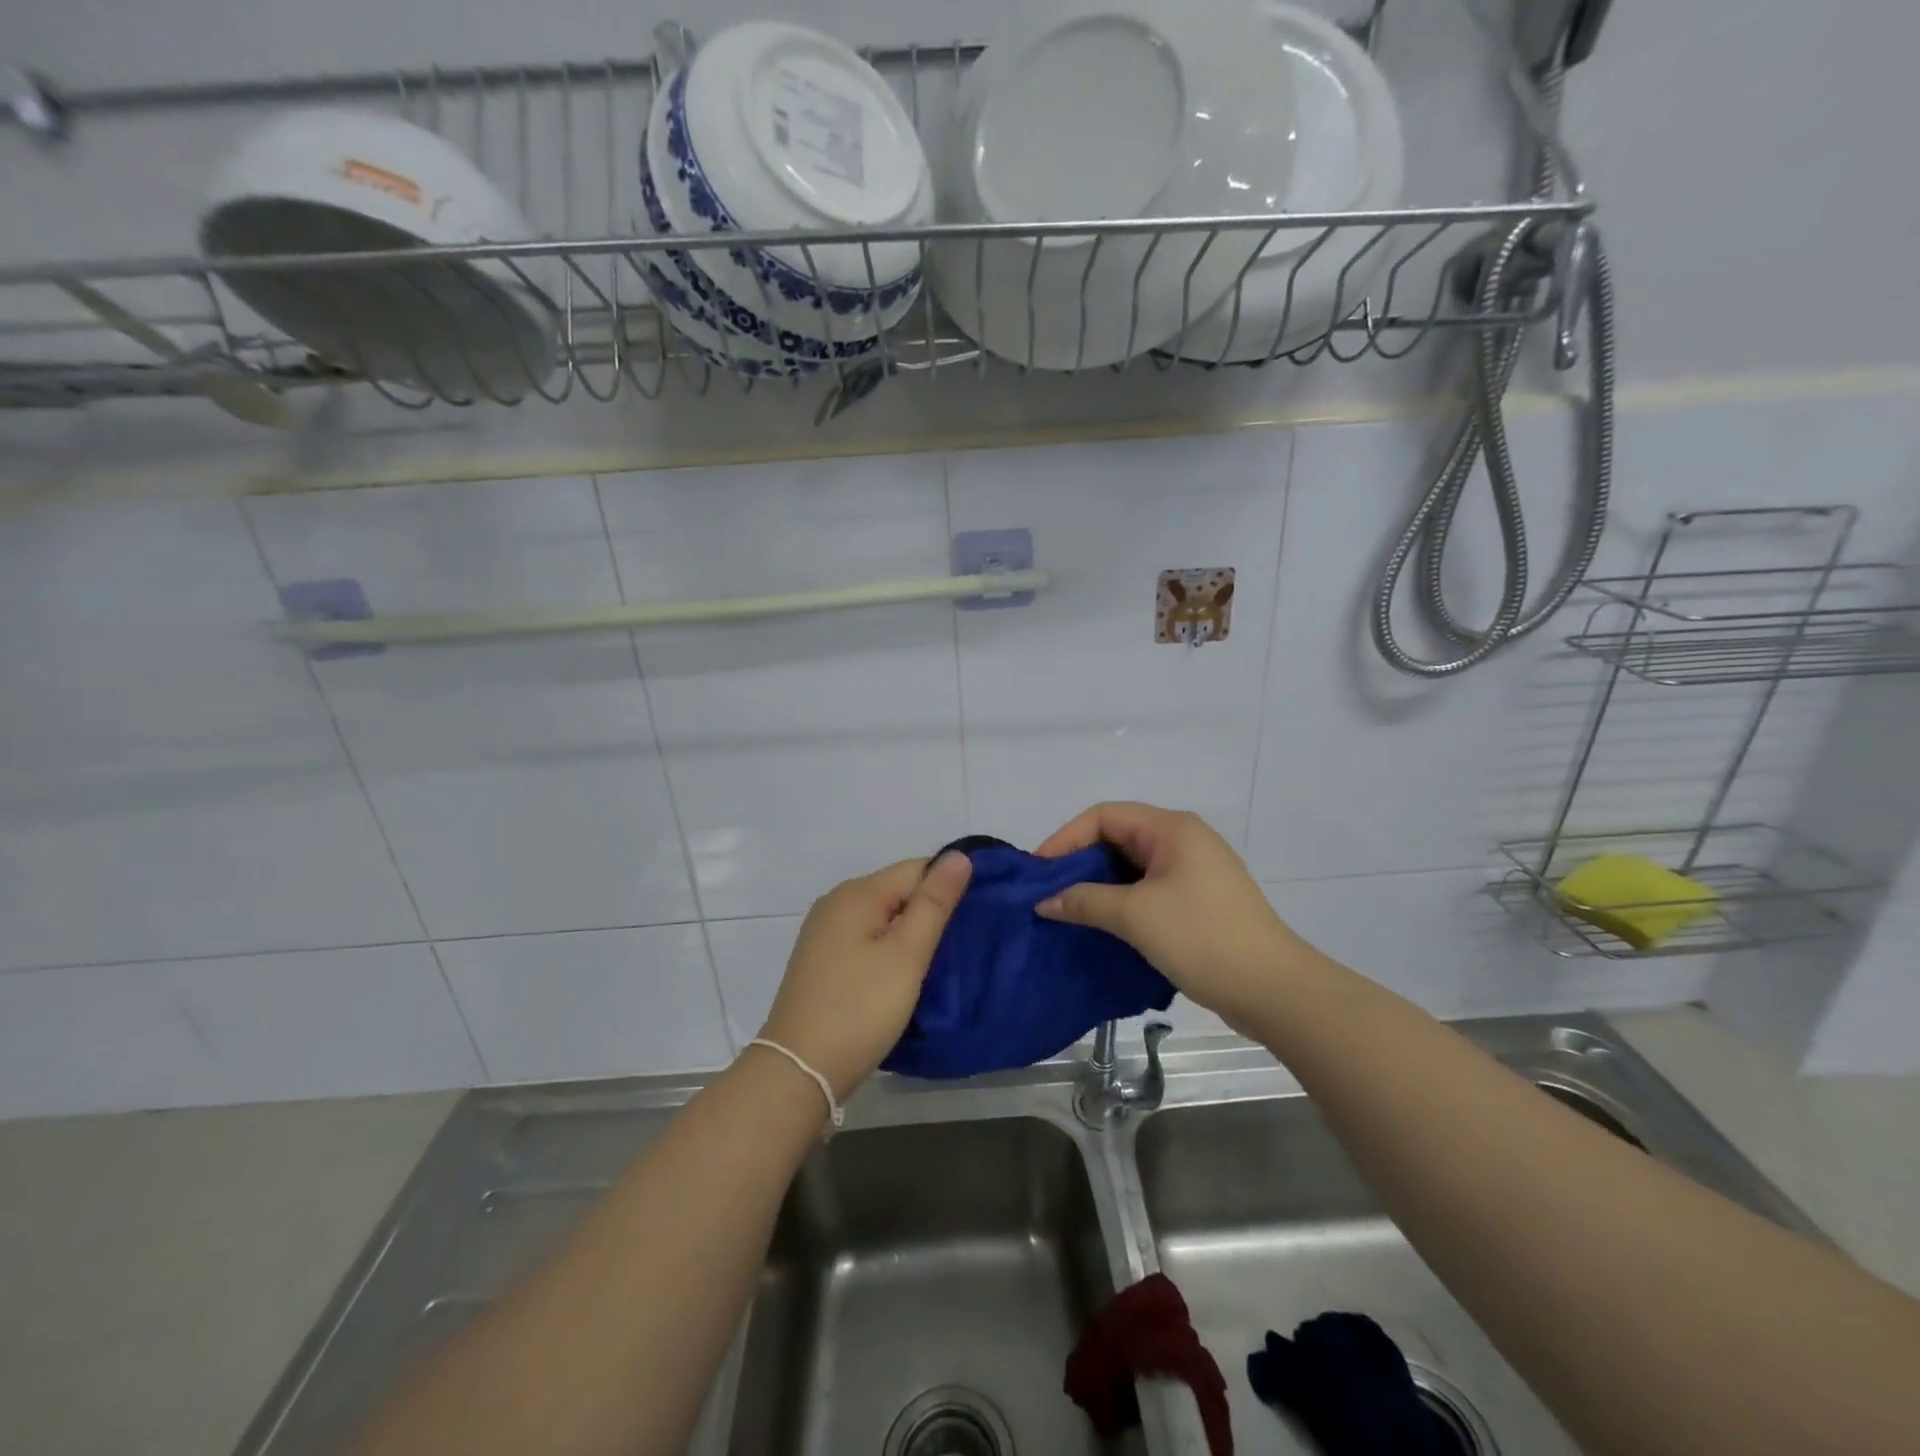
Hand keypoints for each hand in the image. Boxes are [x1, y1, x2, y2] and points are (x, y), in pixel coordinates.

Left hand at [758, 852, 971, 1100]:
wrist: (799, 1070)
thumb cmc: (860, 1009)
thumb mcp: (906, 955)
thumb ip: (934, 903)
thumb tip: (959, 855)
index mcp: (857, 893)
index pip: (916, 868)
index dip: (947, 888)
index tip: (974, 920)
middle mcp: (836, 902)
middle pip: (898, 890)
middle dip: (929, 911)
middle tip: (959, 947)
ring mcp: (824, 932)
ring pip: (882, 917)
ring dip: (910, 933)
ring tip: (936, 964)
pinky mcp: (821, 959)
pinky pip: (865, 938)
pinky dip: (888, 950)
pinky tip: (900, 977)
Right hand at [1034, 802, 1315, 1034]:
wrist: (1274, 989)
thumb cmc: (1202, 938)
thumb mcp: (1135, 916)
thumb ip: (1085, 901)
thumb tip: (1045, 902)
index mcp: (1172, 828)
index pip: (1104, 816)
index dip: (1066, 838)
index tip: (1039, 872)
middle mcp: (1184, 839)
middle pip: (1118, 837)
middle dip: (1080, 861)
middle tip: (1049, 892)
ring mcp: (1195, 870)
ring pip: (1133, 866)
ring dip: (1100, 884)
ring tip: (1069, 910)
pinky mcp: (1200, 900)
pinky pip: (1149, 888)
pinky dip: (1122, 900)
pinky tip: (1103, 924)